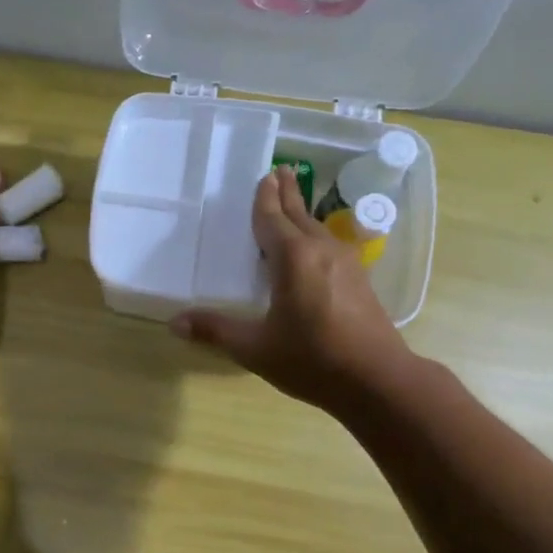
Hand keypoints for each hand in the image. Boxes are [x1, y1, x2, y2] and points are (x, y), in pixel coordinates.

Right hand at [171, 166, 415, 413]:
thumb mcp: (255, 348)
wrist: (377, 380)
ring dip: (302, 214)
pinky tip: (313, 248)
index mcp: (293, 258)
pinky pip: (329, 245)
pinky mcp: (359, 280)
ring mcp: (346, 263)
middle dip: (287, 194)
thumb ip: (216, 331)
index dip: (265, 198)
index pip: (273, 219)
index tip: (264, 175)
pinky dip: (314, 236)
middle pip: (299, 215)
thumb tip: (175, 322)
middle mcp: (321, 251)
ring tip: (291, 204)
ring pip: (317, 229)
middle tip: (279, 171)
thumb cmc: (312, 360)